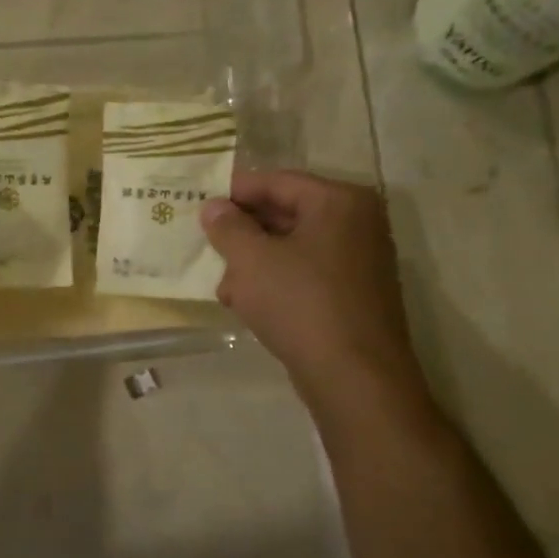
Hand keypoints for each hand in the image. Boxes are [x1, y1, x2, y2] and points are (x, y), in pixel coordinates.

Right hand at [201, 170, 431, 422]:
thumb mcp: (251, 260)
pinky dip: (275, 283)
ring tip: (225, 288)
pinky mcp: (353, 294)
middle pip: (285, 214)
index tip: (199, 205)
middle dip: (242, 234)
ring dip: (253, 264)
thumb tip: (213, 207)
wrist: (353, 375)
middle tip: (207, 247)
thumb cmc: (300, 303)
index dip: (234, 192)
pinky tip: (247, 305)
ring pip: (291, 248)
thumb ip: (228, 227)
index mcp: (339, 201)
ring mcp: (359, 261)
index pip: (277, 182)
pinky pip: (305, 275)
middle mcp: (357, 223)